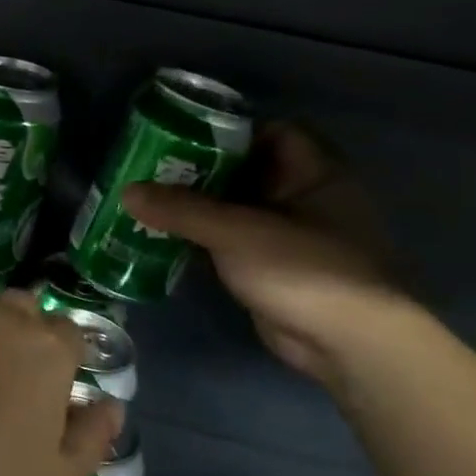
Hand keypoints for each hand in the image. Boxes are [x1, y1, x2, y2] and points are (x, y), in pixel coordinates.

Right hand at [124, 123, 407, 384]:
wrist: (348, 345)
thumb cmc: (304, 269)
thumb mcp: (238, 231)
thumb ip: (182, 210)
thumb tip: (127, 190)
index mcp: (312, 174)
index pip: (272, 133)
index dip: (229, 131)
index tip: (182, 136)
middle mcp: (302, 199)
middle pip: (246, 172)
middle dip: (200, 171)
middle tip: (150, 169)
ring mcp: (287, 238)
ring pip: (235, 211)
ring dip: (196, 209)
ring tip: (146, 202)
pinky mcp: (272, 270)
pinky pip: (231, 244)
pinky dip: (201, 241)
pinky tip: (163, 239)